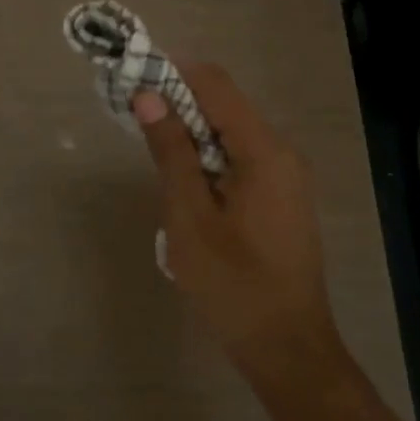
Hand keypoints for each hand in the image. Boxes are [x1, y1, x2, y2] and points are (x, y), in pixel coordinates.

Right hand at [133, 64, 341, 371]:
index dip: (173, 71)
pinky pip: (240, 160)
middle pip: (225, 106)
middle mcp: (282, 154)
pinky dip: (208, 158)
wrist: (287, 349)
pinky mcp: (281, 199)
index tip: (133, 77)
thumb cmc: (233, 284)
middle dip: (177, 102)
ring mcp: (286, 178)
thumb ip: (170, 152)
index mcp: (264, 151)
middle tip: (132, 116)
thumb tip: (148, 95)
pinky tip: (183, 184)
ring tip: (151, 150)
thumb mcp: (189, 217)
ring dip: (190, 133)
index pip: (216, 85)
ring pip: (230, 135)